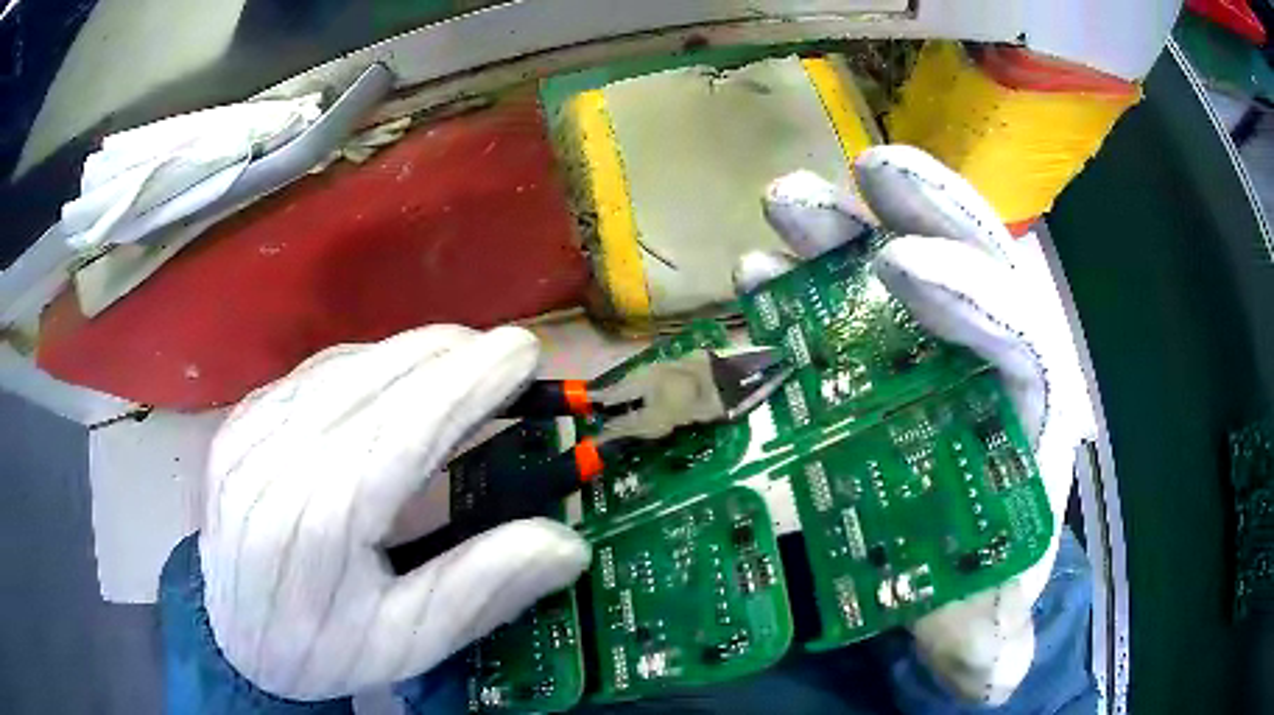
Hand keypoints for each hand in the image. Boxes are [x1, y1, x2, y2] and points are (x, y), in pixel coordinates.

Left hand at [199, 326, 590, 700]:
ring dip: (407, 355)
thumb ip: (480, 588)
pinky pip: (308, 377)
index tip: (523, 351)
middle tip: (500, 352)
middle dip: (446, 356)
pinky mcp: (235, 426)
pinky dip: (362, 366)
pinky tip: (389, 377)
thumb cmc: (323, 650)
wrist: (233, 640)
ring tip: (456, 359)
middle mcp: (275, 461)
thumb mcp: (406, 641)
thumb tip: (567, 545)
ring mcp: (247, 435)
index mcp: (319, 521)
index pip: (406, 428)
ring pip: (340, 368)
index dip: (469, 383)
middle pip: (373, 381)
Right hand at [739, 145, 1093, 704]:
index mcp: (1027, 421)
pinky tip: (753, 277)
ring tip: (785, 207)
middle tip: (863, 175)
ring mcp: (924, 351)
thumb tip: (991, 673)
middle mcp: (984, 367)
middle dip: (927, 213)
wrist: (940, 572)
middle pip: (975, 264)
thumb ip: (989, 645)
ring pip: (898, 266)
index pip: (1022, 338)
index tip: (901, 268)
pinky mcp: (871, 358)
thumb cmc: (971, 584)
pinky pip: (838, 304)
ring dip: (843, 233)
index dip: (973, 297)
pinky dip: (798, 285)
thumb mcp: (980, 624)